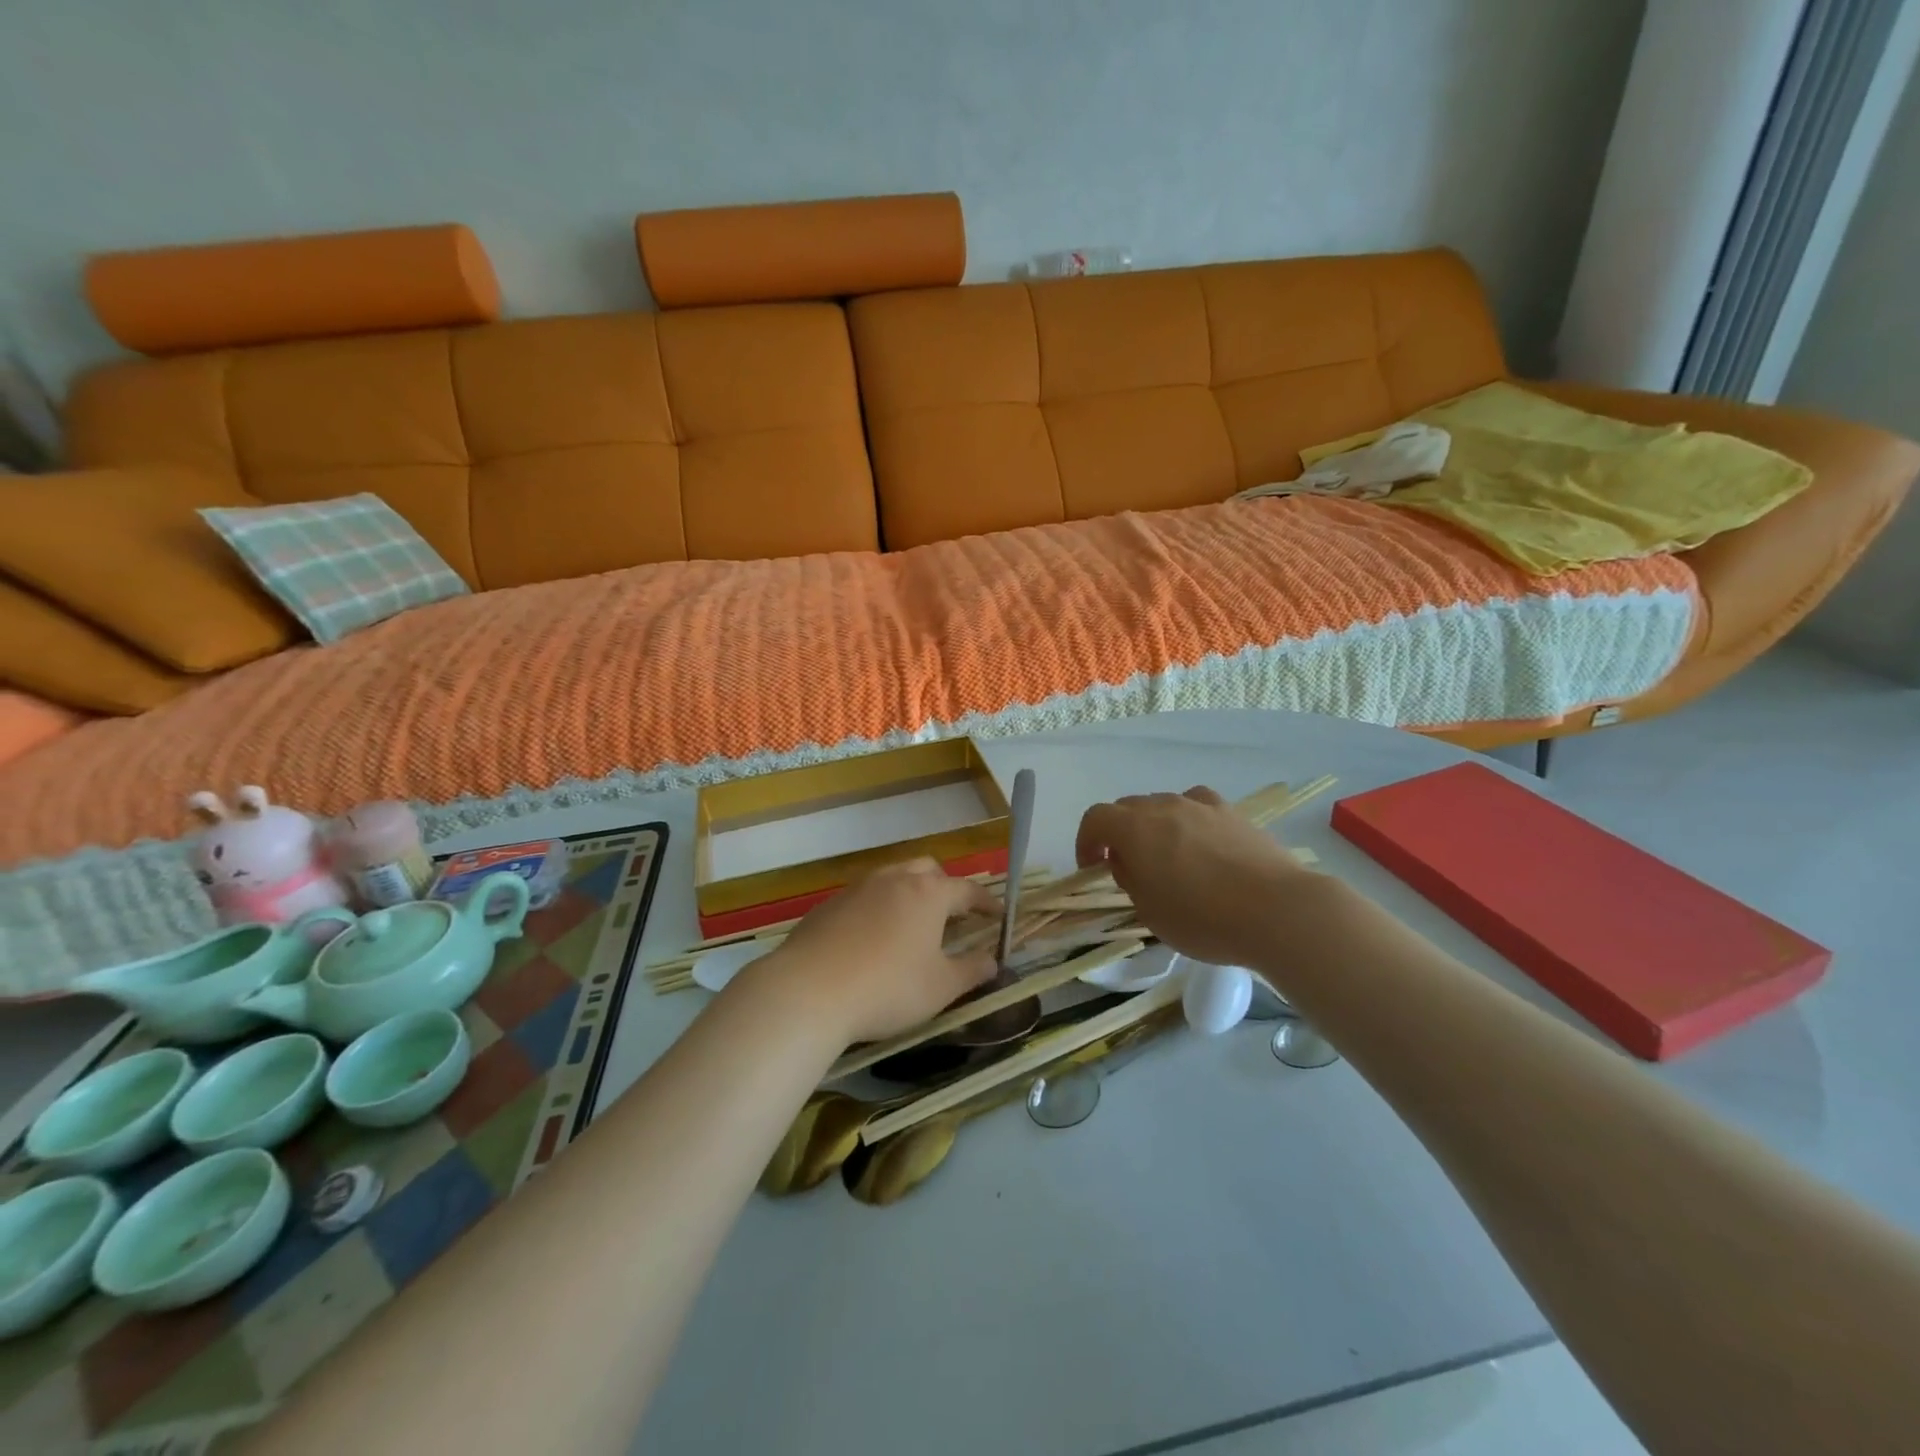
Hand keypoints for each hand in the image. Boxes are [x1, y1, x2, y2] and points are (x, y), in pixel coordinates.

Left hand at [737, 859, 997, 1044]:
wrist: (808, 991)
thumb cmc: (888, 988)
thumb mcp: (941, 987)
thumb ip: (972, 971)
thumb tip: (993, 960)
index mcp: (928, 894)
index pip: (967, 890)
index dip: (986, 903)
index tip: (998, 915)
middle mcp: (894, 879)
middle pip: (927, 870)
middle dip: (945, 887)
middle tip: (953, 915)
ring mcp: (857, 888)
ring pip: (892, 879)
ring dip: (909, 894)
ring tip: (913, 925)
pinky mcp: (828, 905)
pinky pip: (863, 897)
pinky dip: (878, 909)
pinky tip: (871, 940)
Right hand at [1075, 787, 1309, 966]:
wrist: (1276, 910)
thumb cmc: (1203, 918)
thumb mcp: (1150, 912)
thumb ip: (1130, 880)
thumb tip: (1127, 861)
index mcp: (1134, 829)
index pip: (1095, 819)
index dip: (1086, 841)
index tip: (1092, 867)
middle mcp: (1163, 806)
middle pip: (1127, 807)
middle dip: (1118, 833)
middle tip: (1127, 866)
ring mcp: (1200, 805)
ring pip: (1162, 804)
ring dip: (1152, 825)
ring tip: (1167, 856)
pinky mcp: (1232, 812)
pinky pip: (1196, 804)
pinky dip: (1187, 818)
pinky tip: (1200, 840)